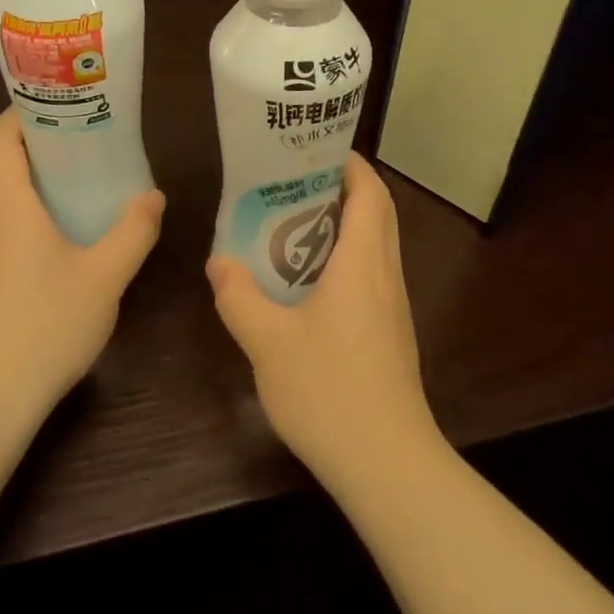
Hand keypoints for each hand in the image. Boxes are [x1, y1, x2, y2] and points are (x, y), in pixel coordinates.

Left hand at [0, 109, 164, 417]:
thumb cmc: (47, 325)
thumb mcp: (105, 276)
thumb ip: (133, 232)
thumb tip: (153, 198)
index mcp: (8, 208)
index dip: (19, 114)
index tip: (55, 105)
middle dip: (35, 148)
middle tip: (82, 142)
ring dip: (30, 185)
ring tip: (77, 186)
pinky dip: (25, 218)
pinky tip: (59, 242)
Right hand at [207, 152, 443, 497]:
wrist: (387, 462)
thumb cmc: (329, 391)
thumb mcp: (268, 343)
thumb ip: (239, 298)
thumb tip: (219, 264)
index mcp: (363, 262)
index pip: (370, 192)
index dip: (349, 164)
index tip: (315, 150)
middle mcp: (386, 274)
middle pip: (378, 212)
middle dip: (345, 188)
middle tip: (296, 182)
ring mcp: (394, 305)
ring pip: (378, 244)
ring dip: (346, 224)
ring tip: (295, 224)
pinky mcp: (392, 332)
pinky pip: (373, 274)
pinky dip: (348, 257)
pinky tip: (310, 282)